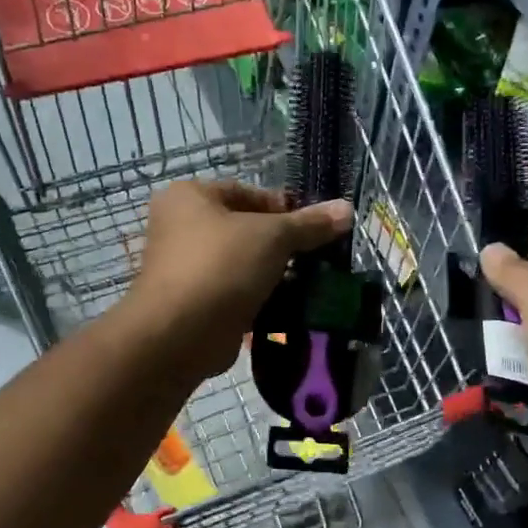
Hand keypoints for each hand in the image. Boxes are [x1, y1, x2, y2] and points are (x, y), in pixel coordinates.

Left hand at [123, 180, 352, 376]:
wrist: (180, 335)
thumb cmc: (222, 267)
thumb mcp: (274, 237)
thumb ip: (309, 224)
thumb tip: (347, 209)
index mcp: (190, 197)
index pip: (248, 192)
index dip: (285, 208)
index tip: (314, 229)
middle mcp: (180, 227)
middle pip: (245, 229)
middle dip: (281, 245)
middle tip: (314, 259)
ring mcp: (184, 267)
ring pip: (241, 263)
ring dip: (272, 274)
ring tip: (306, 284)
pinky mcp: (193, 303)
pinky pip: (234, 293)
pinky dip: (258, 298)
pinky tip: (286, 308)